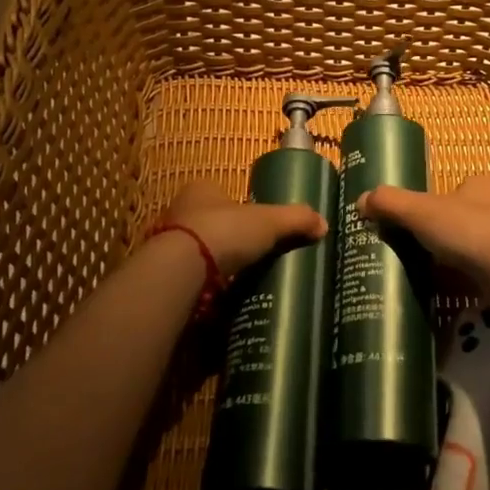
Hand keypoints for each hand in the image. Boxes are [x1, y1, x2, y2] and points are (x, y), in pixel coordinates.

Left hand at [155, 179, 327, 279]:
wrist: (180, 271)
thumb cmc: (224, 231)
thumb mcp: (268, 221)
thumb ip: (295, 219)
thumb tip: (323, 224)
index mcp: (202, 190)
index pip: (223, 194)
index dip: (240, 208)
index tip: (258, 227)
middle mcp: (180, 211)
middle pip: (210, 223)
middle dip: (229, 239)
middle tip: (253, 256)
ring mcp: (168, 244)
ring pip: (198, 252)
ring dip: (215, 265)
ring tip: (241, 282)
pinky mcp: (165, 274)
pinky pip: (189, 278)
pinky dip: (203, 288)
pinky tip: (222, 299)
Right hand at [357, 174, 489, 292]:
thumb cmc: (467, 230)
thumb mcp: (420, 211)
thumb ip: (390, 203)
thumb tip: (361, 200)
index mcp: (482, 184)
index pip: (455, 188)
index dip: (435, 202)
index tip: (417, 221)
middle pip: (464, 216)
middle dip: (444, 232)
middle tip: (418, 248)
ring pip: (474, 245)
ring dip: (456, 257)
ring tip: (429, 272)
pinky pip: (483, 271)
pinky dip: (467, 279)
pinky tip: (449, 291)